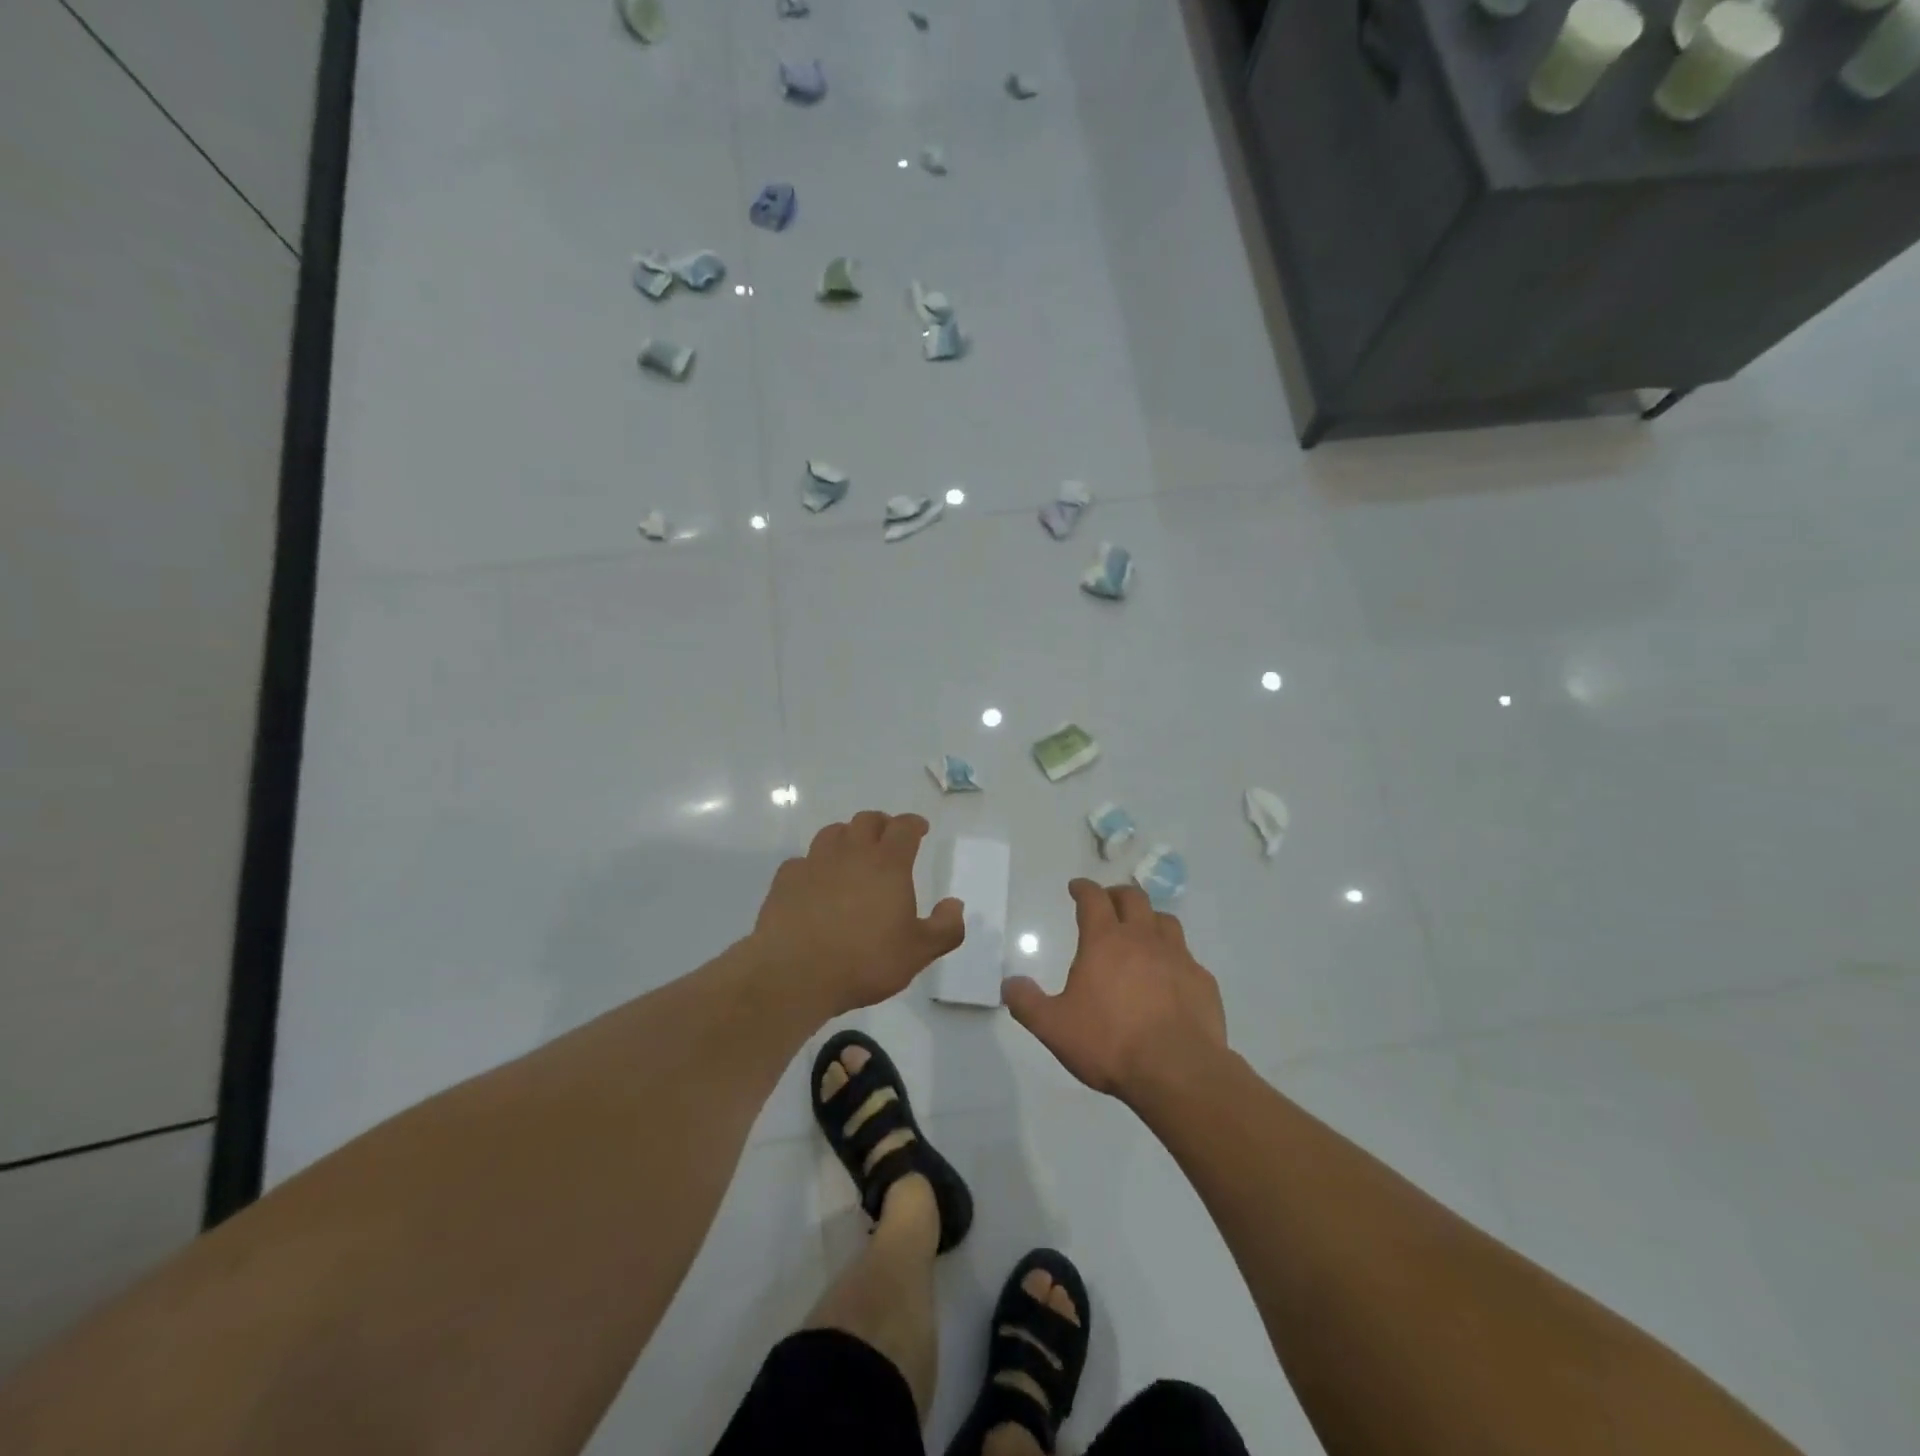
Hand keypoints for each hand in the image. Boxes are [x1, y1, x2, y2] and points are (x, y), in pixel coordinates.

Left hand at [750, 811, 963, 1019]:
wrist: (795, 972)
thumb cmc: (865, 960)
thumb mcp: (918, 952)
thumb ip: (945, 928)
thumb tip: (955, 904)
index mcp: (888, 864)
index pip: (904, 828)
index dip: (914, 824)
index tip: (919, 829)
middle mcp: (851, 853)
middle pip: (866, 820)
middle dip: (881, 823)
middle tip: (887, 837)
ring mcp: (814, 863)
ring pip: (832, 833)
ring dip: (846, 836)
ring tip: (852, 853)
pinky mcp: (786, 880)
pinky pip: (802, 861)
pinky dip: (813, 865)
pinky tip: (815, 882)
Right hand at [1003, 879, 1226, 1101]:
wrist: (1178, 1071)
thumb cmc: (1110, 1043)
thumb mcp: (1054, 1027)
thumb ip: (1028, 1003)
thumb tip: (1009, 984)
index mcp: (1105, 941)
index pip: (1093, 899)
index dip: (1083, 888)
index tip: (1076, 887)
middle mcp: (1143, 939)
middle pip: (1133, 898)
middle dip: (1117, 894)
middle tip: (1108, 902)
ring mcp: (1178, 957)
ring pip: (1165, 921)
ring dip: (1149, 919)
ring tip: (1141, 931)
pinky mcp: (1203, 981)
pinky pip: (1187, 957)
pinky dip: (1174, 957)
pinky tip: (1169, 976)